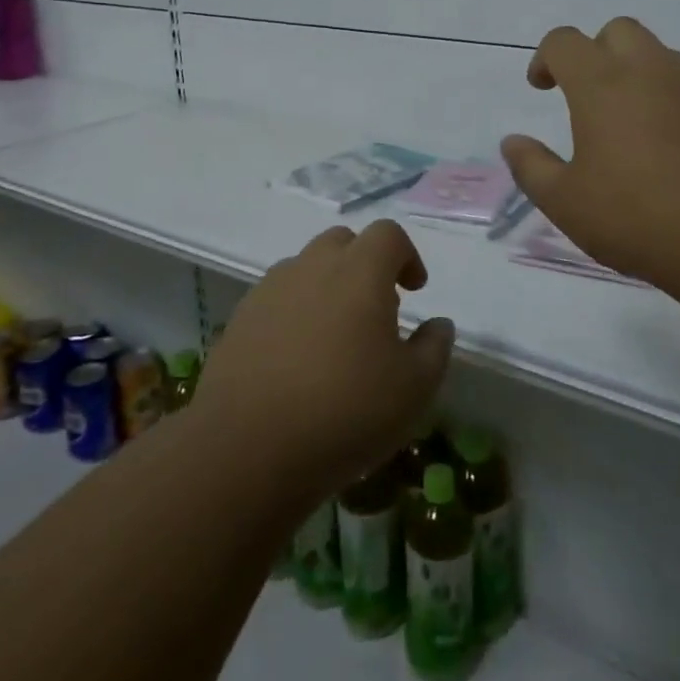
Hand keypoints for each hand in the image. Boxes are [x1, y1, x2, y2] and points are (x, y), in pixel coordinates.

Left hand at [195, 222, 453, 498]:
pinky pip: (277, 298)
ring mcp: (270, 289)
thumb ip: (434, 348)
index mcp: (359, 272)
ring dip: (328, 286)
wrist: (247, 447)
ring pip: (307, 268)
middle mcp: (312, 266)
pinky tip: (297, 359)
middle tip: (376, 310)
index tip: (415, 291)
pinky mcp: (240, 318)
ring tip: (335, 337)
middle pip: (343, 242)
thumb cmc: (344, 410)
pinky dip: (295, 312)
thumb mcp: (413, 388)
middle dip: (365, 264)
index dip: (407, 255)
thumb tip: (439, 324)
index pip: (388, 234)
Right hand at [500, 18, 679, 314]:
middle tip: (586, 97)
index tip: (541, 87)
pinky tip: (671, 145)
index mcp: (602, 84)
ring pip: (659, 55)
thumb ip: (532, 168)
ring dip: (635, 73)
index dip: (545, 58)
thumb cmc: (639, 217)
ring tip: (629, 124)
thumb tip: (512, 142)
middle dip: (595, 53)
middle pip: (617, 31)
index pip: (564, 42)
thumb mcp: (566, 203)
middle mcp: (650, 70)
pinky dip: (671, 98)